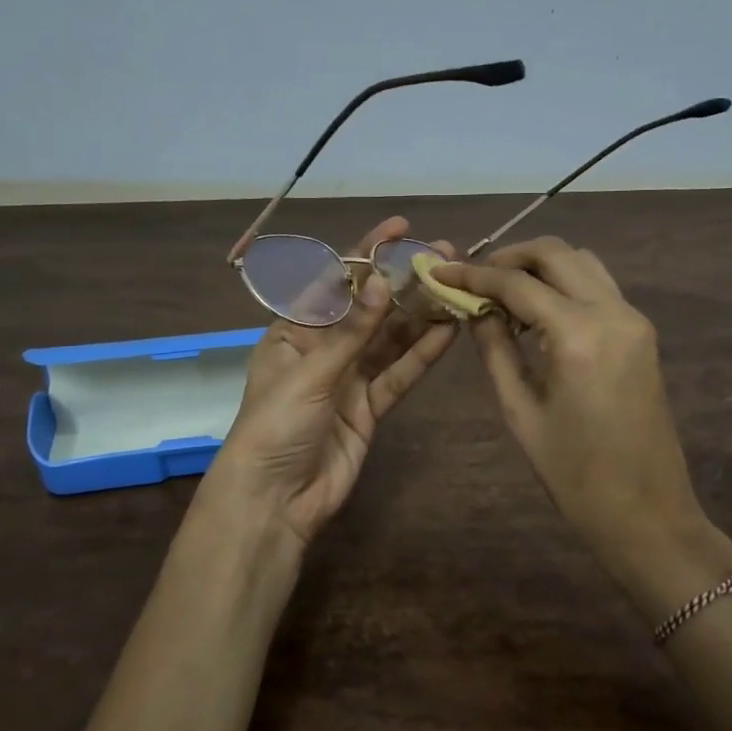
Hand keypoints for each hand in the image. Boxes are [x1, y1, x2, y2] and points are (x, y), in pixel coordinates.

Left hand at [201, 217, 458, 553]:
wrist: (275, 502)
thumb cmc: (275, 426)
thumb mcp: (310, 373)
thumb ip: (352, 331)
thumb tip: (382, 280)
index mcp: (293, 331)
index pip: (334, 281)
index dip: (366, 252)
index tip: (400, 227)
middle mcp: (323, 348)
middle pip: (369, 308)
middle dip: (403, 282)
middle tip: (444, 255)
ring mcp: (349, 378)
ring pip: (390, 339)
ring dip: (421, 314)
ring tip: (456, 285)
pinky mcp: (370, 408)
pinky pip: (399, 374)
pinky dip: (422, 354)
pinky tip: (450, 330)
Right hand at [434, 238, 730, 609]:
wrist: (647, 513)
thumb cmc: (574, 475)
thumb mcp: (521, 412)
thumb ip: (495, 349)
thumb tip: (474, 309)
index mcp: (579, 335)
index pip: (517, 284)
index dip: (474, 275)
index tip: (440, 272)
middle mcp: (613, 312)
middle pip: (556, 254)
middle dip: (509, 257)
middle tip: (473, 276)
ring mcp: (634, 319)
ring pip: (582, 262)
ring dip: (540, 265)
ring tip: (502, 290)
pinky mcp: (642, 333)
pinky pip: (598, 286)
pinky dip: (564, 283)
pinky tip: (536, 310)